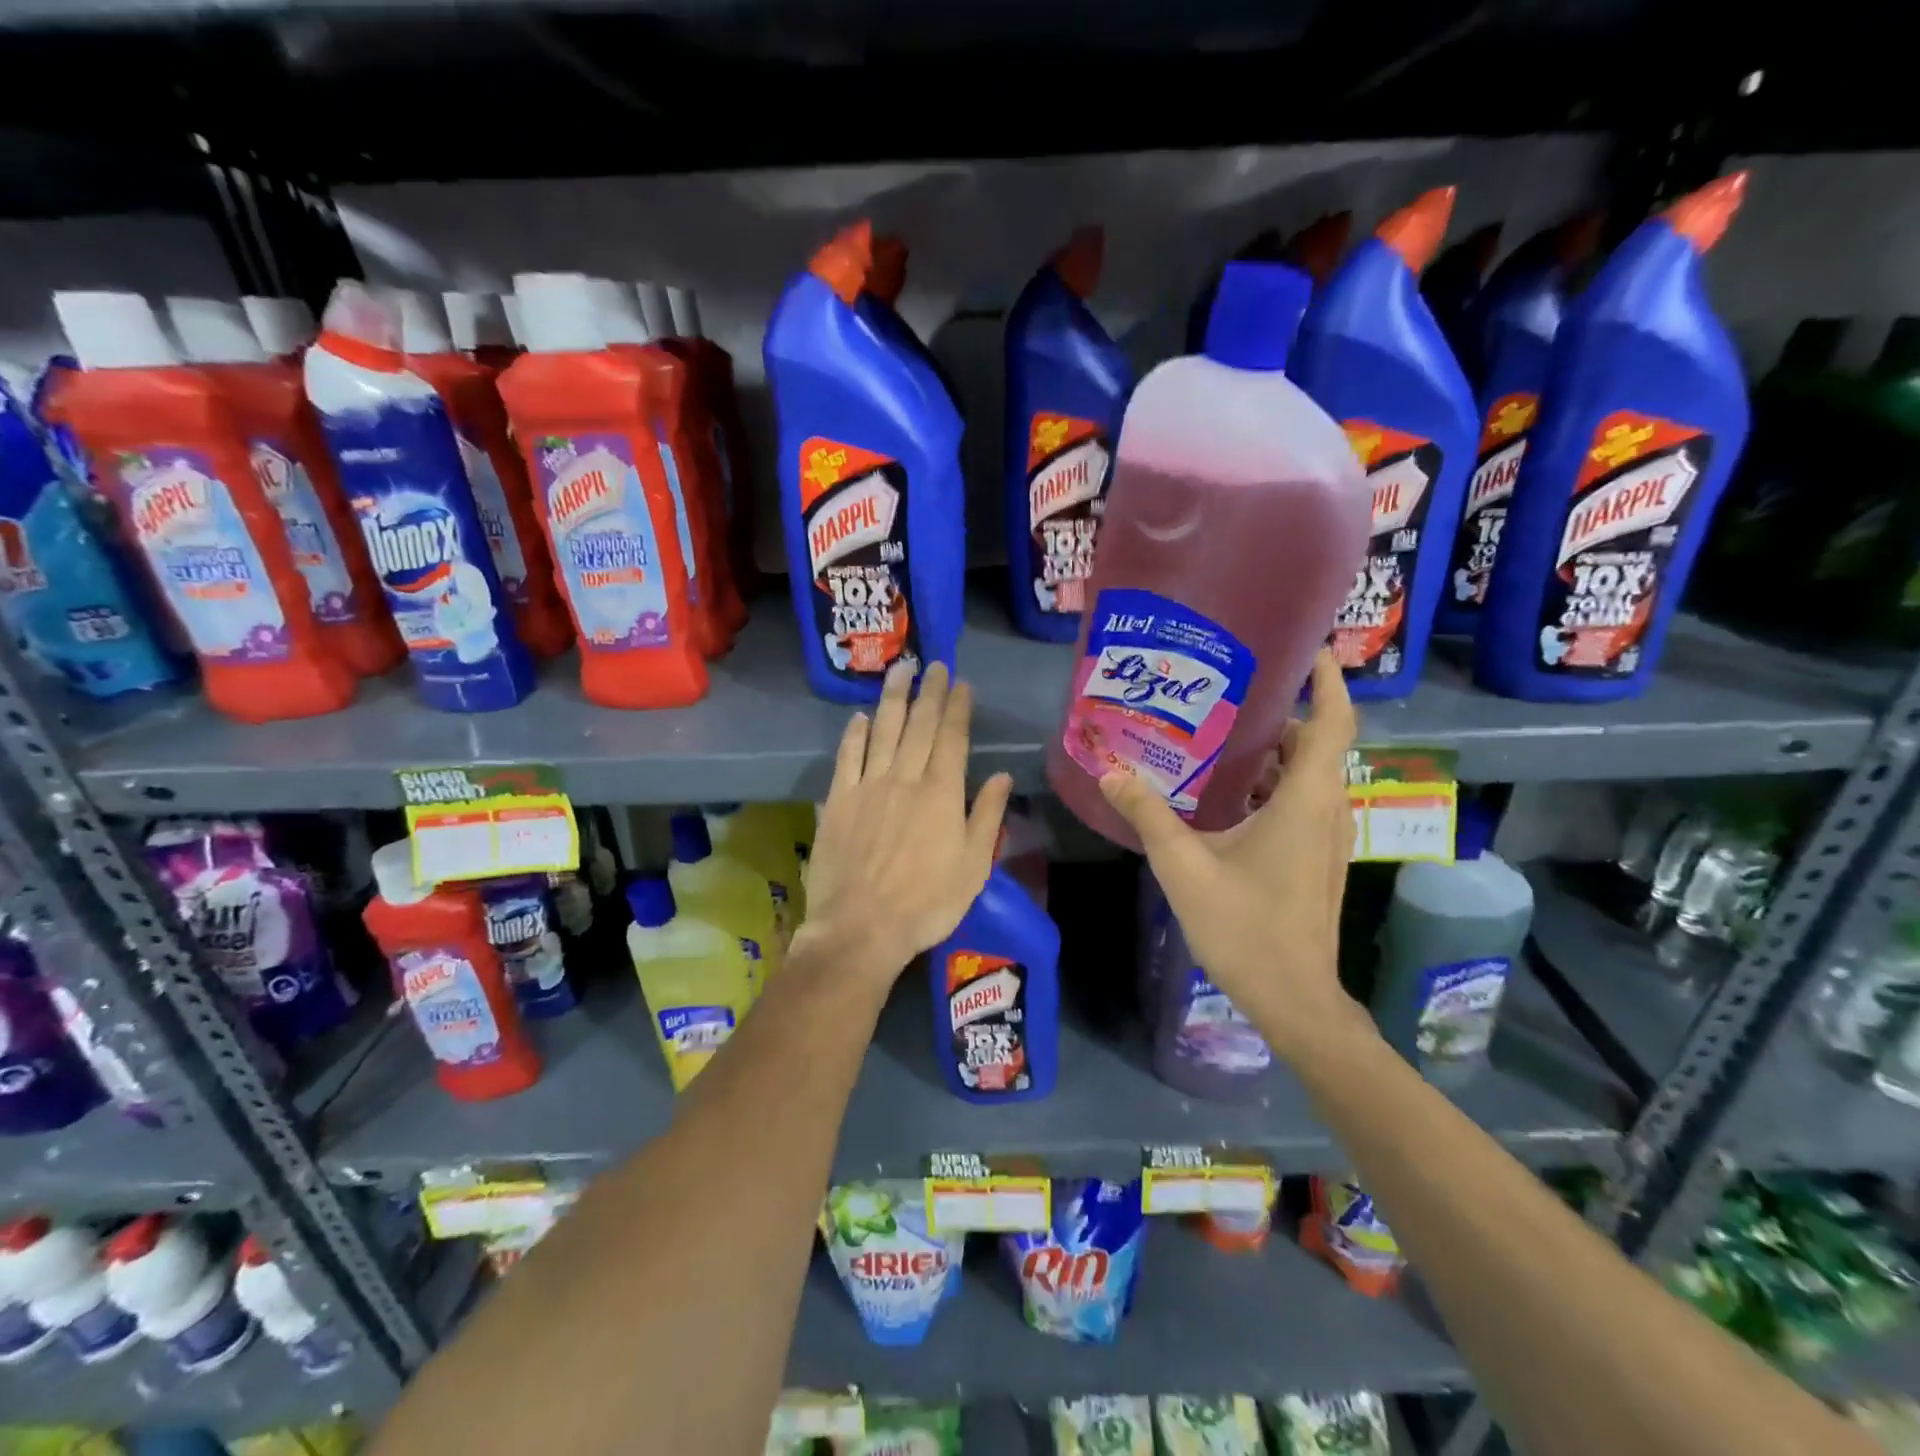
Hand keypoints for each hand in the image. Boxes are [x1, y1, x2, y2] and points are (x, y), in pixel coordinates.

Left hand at [800, 661, 1014, 989]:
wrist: (861, 928)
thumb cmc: (926, 904)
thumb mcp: (973, 867)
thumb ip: (986, 816)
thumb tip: (1002, 776)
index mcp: (941, 793)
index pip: (952, 738)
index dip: (958, 707)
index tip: (961, 683)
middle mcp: (905, 779)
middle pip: (918, 725)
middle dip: (929, 692)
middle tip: (934, 664)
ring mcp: (868, 787)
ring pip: (882, 731)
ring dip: (892, 698)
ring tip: (899, 670)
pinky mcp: (838, 801)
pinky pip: (847, 757)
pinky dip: (854, 734)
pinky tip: (859, 717)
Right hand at [1099, 650, 1363, 1057]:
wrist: (1293, 998)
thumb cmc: (1245, 926)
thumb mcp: (1184, 865)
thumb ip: (1147, 814)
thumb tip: (1111, 771)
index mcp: (1306, 800)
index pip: (1332, 722)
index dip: (1327, 680)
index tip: (1308, 648)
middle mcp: (1326, 810)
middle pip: (1315, 743)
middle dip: (1280, 713)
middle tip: (1229, 692)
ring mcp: (1326, 838)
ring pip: (1306, 775)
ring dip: (1273, 752)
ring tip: (1220, 735)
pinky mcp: (1317, 859)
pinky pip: (1300, 802)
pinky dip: (1272, 784)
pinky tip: (1226, 794)